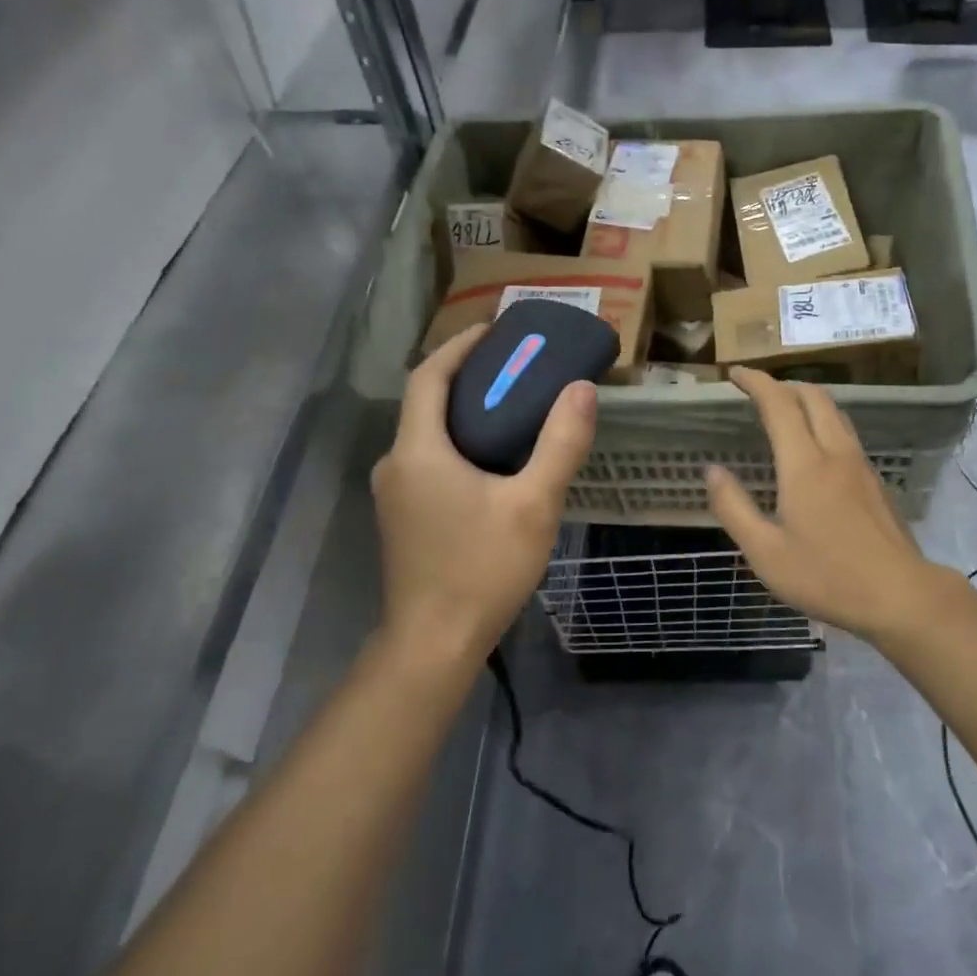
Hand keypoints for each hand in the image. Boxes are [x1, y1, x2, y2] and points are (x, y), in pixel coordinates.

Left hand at [371, 325, 596, 660]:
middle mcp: (396, 463)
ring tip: (512, 403)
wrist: (433, 645)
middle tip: (515, 364)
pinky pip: (428, 458)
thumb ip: (560, 444)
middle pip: (426, 400)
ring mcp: (394, 492)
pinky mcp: (402, 515)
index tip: (496, 330)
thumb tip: (581, 388)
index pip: (430, 376)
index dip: (460, 346)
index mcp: (418, 451)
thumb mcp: (534, 505)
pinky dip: (457, 439)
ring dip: (463, 409)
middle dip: (467, 374)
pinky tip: (493, 455)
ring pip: (426, 431)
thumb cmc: (482, 569)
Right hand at [707, 367, 944, 641]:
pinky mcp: (875, 481)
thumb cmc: (827, 576)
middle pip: (813, 396)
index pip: (779, 404)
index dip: (756, 382)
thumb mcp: (766, 553)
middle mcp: (835, 452)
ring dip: (806, 399)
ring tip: (784, 410)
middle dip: (783, 384)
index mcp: (804, 464)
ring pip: (834, 412)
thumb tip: (712, 471)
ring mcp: (860, 465)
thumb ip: (734, 508)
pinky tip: (814, 448)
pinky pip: (845, 432)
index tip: (735, 373)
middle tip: (757, 391)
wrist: (901, 596)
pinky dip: (823, 421)